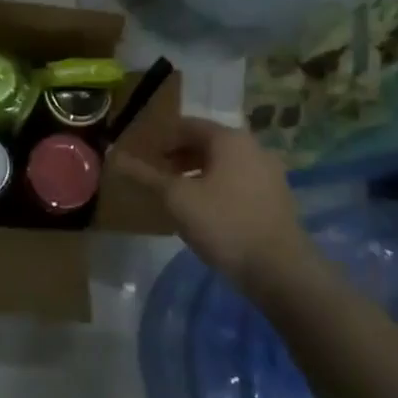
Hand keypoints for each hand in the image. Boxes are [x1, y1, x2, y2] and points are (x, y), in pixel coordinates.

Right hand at [159, 119, 303, 290]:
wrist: (282, 271)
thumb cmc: (224, 224)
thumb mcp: (177, 199)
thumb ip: (146, 176)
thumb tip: (114, 156)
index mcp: (229, 138)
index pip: (186, 125)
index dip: (161, 139)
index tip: (143, 158)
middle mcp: (252, 146)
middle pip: (207, 142)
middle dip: (179, 156)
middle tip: (157, 177)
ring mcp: (269, 172)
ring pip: (224, 163)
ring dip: (198, 173)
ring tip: (178, 196)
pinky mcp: (277, 198)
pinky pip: (239, 181)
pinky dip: (218, 187)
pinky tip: (206, 212)